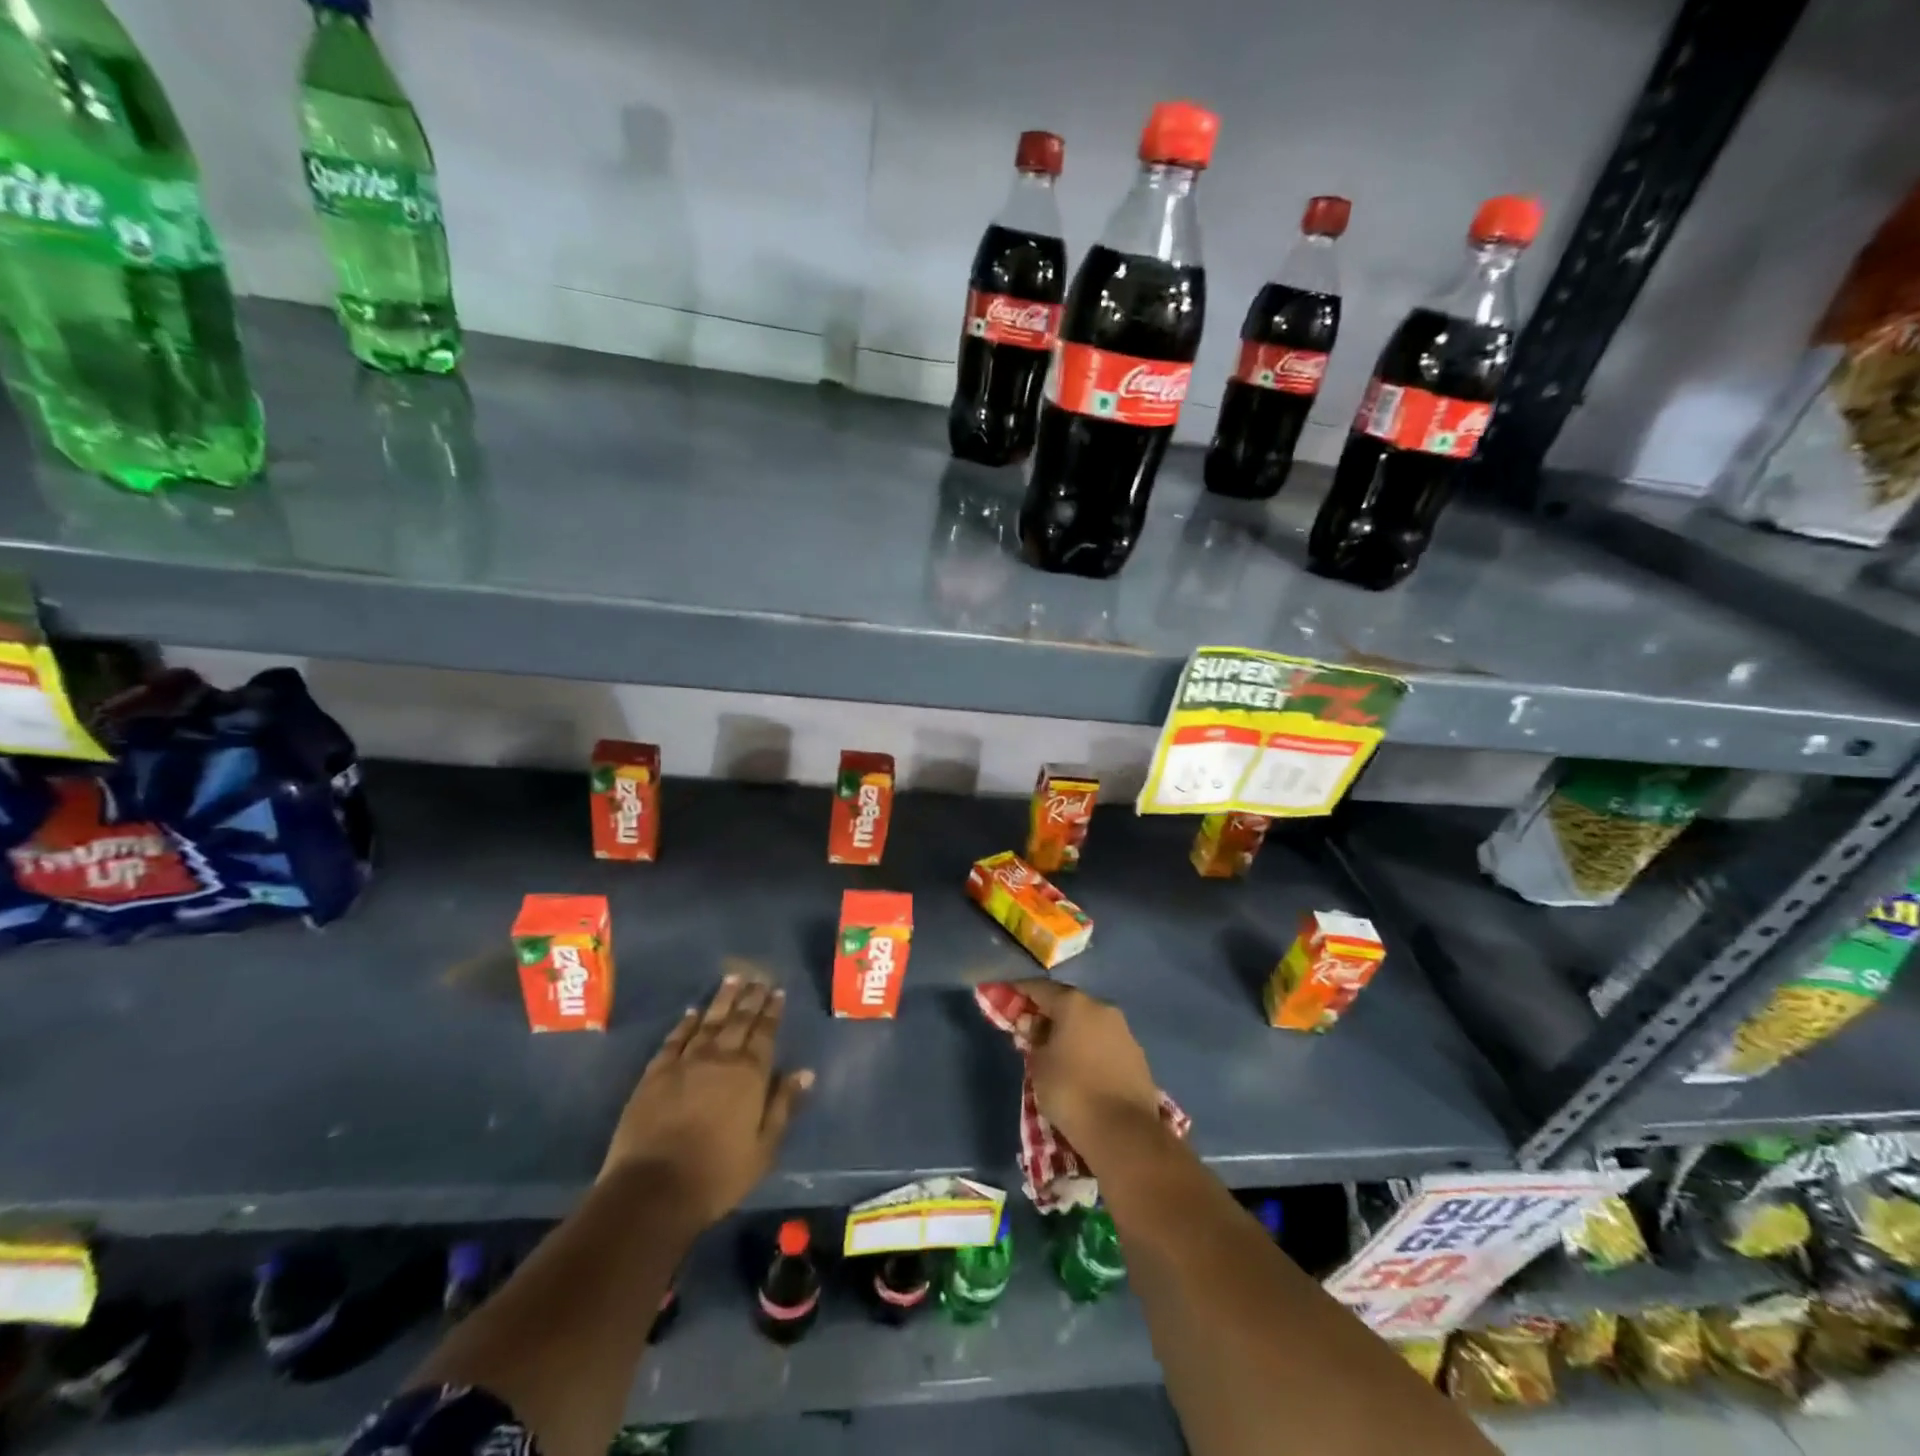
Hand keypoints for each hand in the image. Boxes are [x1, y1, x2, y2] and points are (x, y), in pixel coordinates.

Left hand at [602, 975, 812, 1227]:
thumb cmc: (718, 1174)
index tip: (777, 991)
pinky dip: (685, 1023)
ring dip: (722, 1000)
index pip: (765, 1033)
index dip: (772, 1011)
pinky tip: (691, 1012)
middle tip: (758, 978)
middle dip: (750, 998)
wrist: (653, 1189)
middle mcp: (720, 1058)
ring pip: (708, 1022)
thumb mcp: (764, 1148)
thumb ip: (784, 1105)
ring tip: (731, 979)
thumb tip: (805, 1072)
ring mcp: (685, 1063)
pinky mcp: (656, 1074)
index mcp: (750, 1074)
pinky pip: (674, 1039)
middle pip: (738, 1021)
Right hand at [1014, 979, 1162, 1158]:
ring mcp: (1124, 1031)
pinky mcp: (1137, 1055)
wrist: (1125, 1133)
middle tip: (1028, 1030)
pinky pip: (1104, 1042)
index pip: (1040, 988)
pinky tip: (1080, 1066)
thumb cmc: (1071, 1092)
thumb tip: (1034, 1028)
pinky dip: (1089, 1047)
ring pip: (1089, 1022)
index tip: (1004, 998)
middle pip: (1067, 1003)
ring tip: (1054, 1051)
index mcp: (1075, 1004)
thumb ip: (1033, 1039)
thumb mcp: (1039, 1065)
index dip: (1019, 991)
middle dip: (1046, 1013)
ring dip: (1070, 1031)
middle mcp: (1102, 1008)